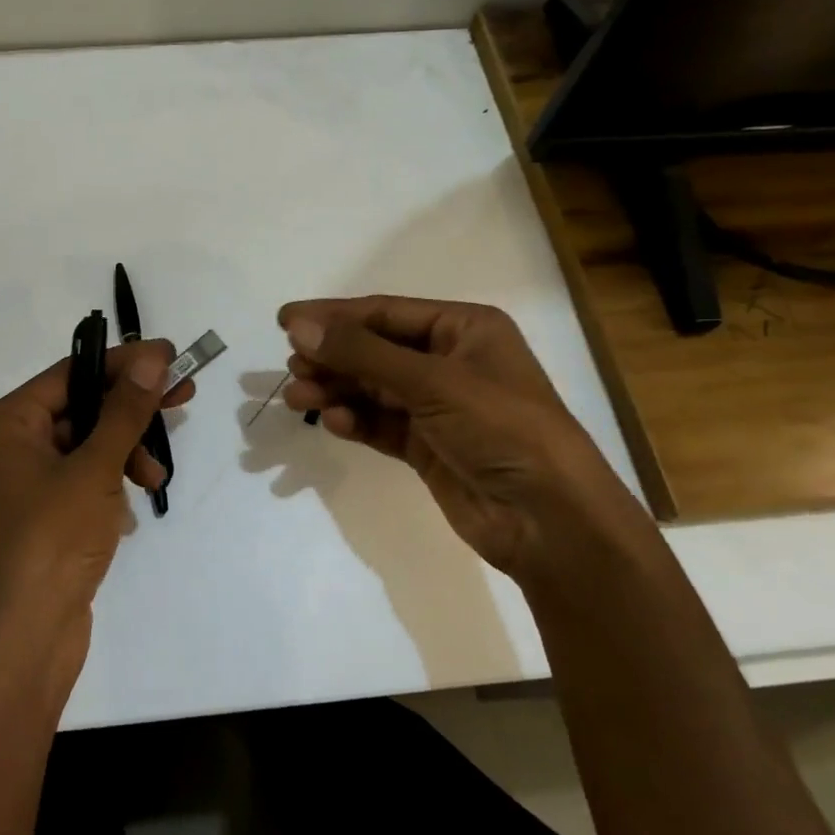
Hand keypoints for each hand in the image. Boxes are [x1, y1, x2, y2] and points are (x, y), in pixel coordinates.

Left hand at [0, 340, 193, 681]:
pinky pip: (85, 478)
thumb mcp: (94, 468)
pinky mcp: (45, 516)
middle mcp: (10, 446)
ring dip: (127, 451)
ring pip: (88, 444)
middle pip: (81, 407)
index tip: (169, 356)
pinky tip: (134, 501)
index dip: (123, 363)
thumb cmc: (51, 542)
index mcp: (7, 424)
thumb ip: (125, 410)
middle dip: (131, 407)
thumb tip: (152, 356)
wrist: (23, 642)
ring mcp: (27, 484)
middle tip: (183, 395)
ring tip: (156, 477)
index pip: (71, 373)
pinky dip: (113, 481)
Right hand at [278, 296, 643, 583]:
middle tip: (292, 366)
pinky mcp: (429, 446)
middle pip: (375, 350)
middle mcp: (451, 361)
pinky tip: (333, 423)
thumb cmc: (500, 428)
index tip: (284, 320)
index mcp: (464, 328)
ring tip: (298, 397)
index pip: (385, 313)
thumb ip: (361, 352)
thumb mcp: (431, 381)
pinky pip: (381, 424)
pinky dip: (356, 421)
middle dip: (333, 357)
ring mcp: (439, 406)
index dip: (333, 315)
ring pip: (373, 388)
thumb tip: (298, 325)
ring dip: (336, 390)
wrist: (550, 521)